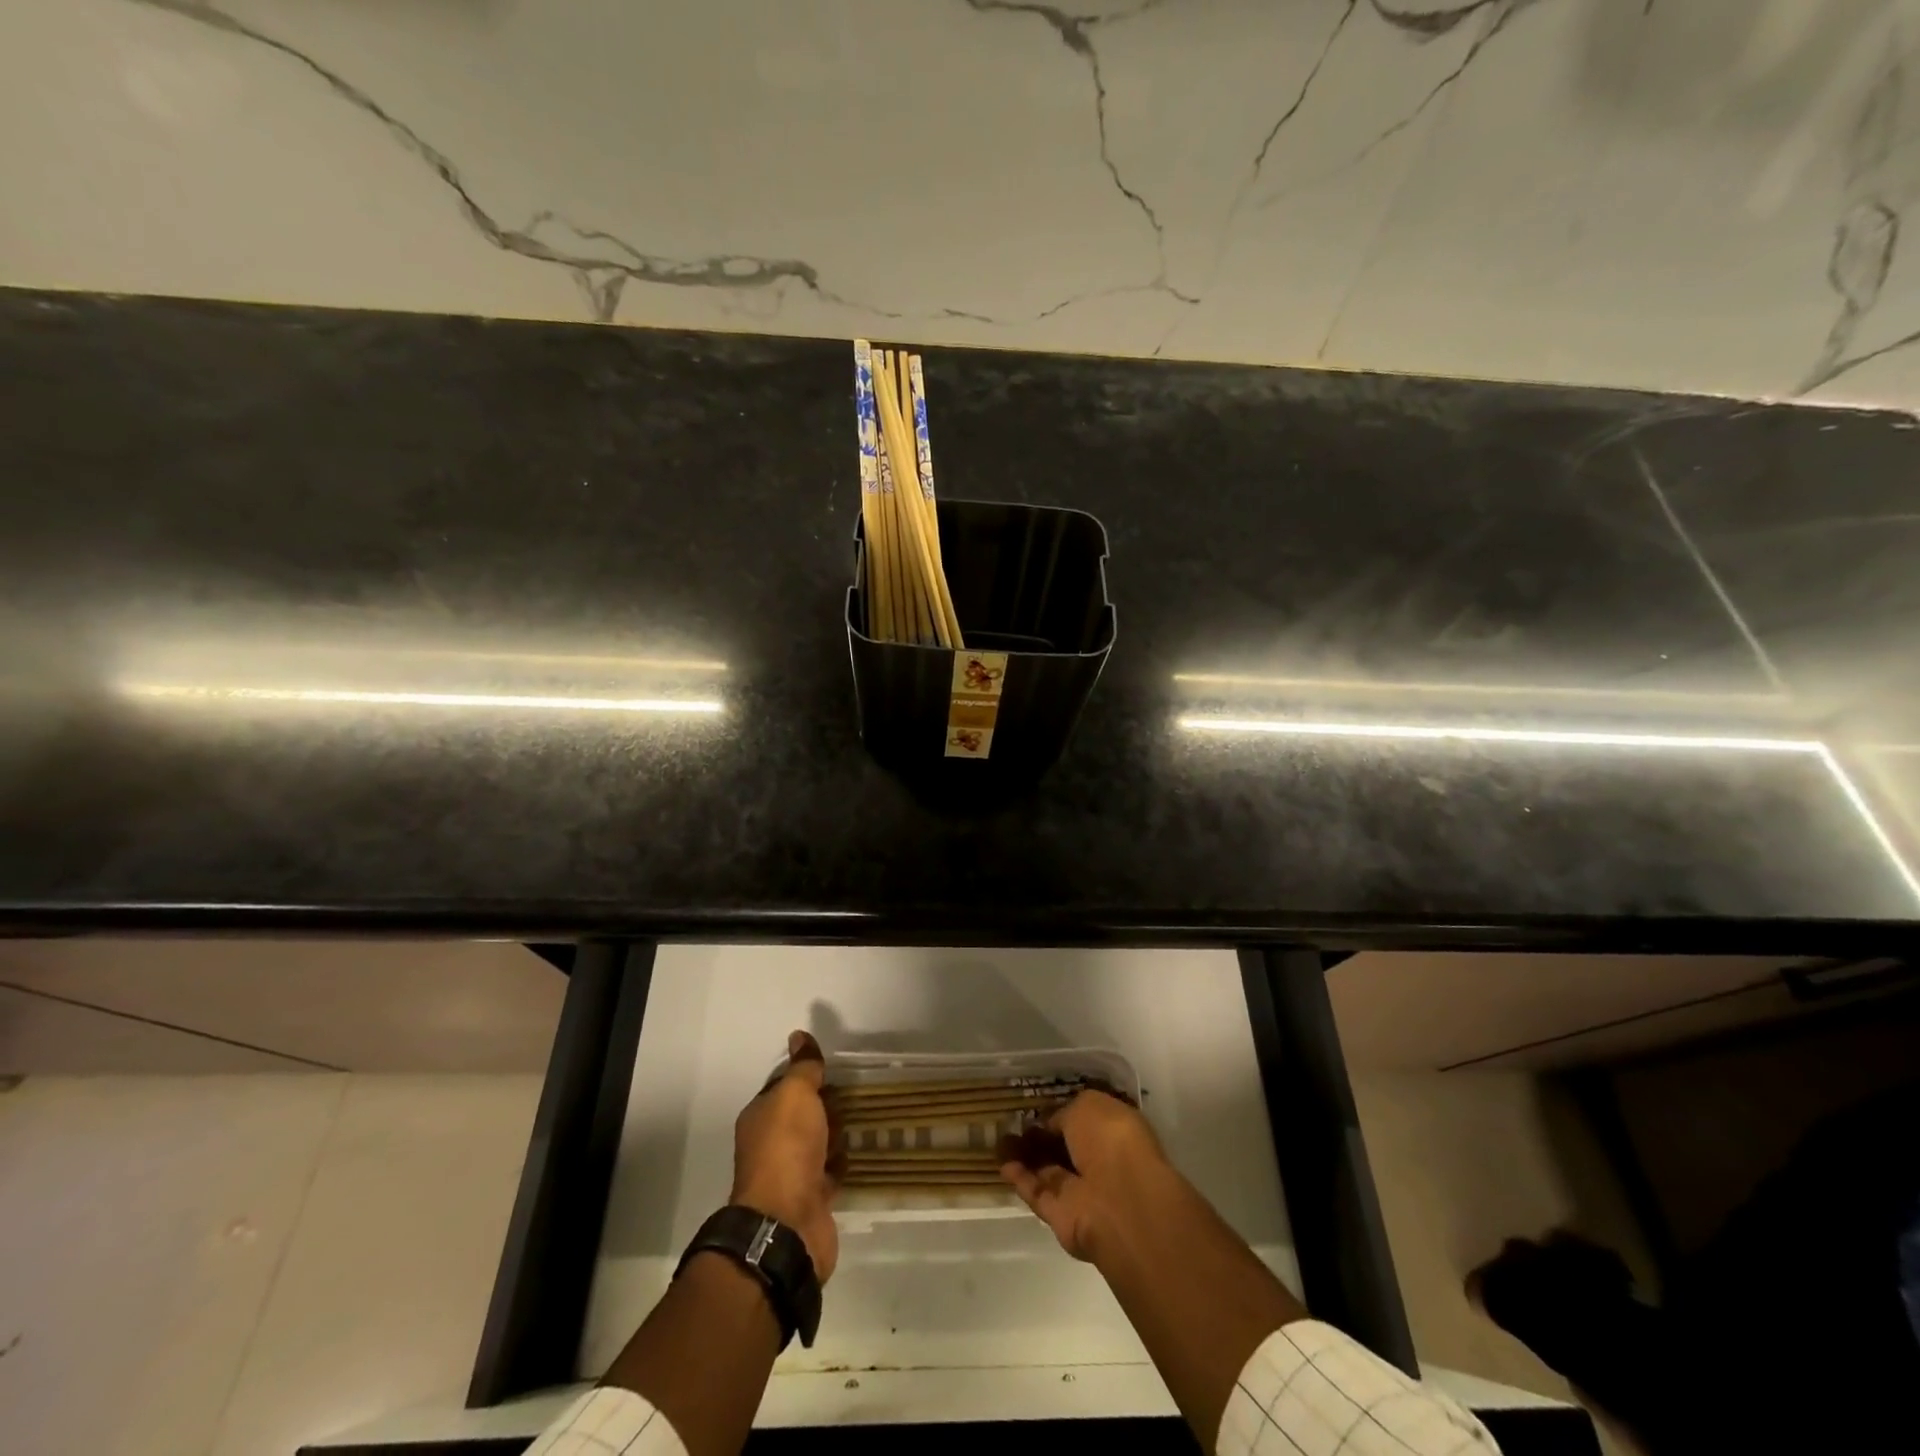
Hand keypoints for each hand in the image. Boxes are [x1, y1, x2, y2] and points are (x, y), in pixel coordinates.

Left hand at [731, 1030, 839, 1283]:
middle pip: (801, 1116)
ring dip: (835, 1133)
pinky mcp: (812, 1200)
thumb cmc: (787, 1149)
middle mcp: (771, 1145)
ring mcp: (791, 1175)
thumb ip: (802, 1068)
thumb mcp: (795, 1095)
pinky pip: (830, 1171)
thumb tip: (799, 1035)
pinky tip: (861, 1150)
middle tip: (854, 1091)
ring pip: (817, 1143)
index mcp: (760, 1118)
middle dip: (823, 1104)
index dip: (805, 1076)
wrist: (788, 1224)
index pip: (784, 1087)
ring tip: (863, 1117)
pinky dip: (842, 1162)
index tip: (831, 1068)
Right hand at [998, 1089, 1167, 1262]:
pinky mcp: (1063, 1217)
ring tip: (1000, 1139)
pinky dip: (1020, 1179)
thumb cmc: (1111, 1140)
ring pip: (1050, 1171)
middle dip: (1042, 1137)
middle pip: (1066, 1148)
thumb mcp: (1088, 1105)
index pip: (1087, 1121)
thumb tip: (1051, 1123)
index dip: (1064, 1113)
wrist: (1118, 1202)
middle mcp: (1102, 1162)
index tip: (1039, 1108)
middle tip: (1014, 1123)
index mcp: (1117, 1132)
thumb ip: (1066, 1113)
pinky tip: (1002, 1162)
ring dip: (1026, 1157)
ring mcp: (1083, 1192)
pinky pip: (1039, 1193)